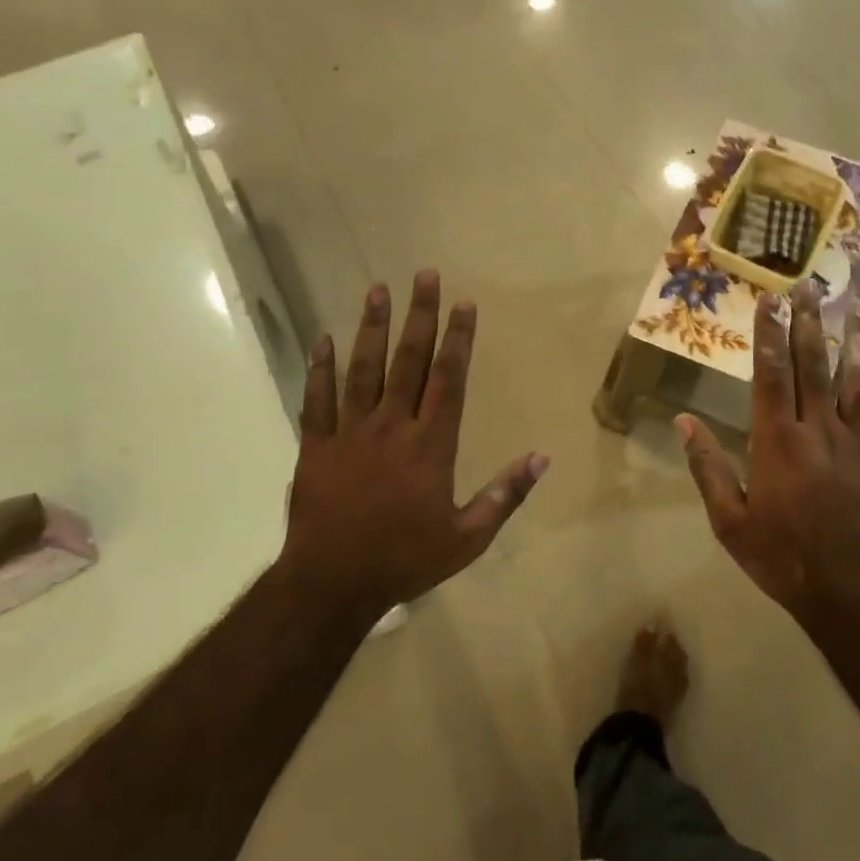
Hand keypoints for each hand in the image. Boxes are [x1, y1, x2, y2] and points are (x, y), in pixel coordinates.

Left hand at [279, 272, 548, 620]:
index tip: (463, 303)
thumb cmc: (405, 559)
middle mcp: (392, 426)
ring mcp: (351, 432)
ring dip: (371, 328)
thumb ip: (505, 494)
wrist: (332, 585)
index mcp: (431, 444)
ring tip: (377, 289)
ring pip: (363, 369)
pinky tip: (322, 338)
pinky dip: (319, 368)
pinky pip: (318, 400)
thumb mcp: (467, 537)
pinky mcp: (317, 446)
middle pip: (409, 361)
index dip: (458, 338)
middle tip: (424, 275)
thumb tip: (542, 457)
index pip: (449, 378)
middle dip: (419, 315)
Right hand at [678, 287, 859, 623]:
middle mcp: (820, 429)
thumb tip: (684, 422)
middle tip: (811, 285)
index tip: (772, 298)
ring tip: (859, 309)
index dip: (771, 332)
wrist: (855, 593)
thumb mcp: (730, 521)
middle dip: (811, 321)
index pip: (772, 372)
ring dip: (858, 343)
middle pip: (816, 364)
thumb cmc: (784, 557)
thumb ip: (708, 467)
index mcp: (778, 439)